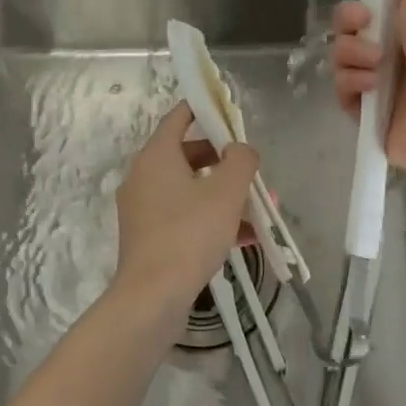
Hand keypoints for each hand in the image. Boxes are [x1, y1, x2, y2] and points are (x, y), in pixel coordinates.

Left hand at [111, 101, 259, 320]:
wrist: (153, 297)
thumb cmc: (189, 233)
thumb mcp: (226, 192)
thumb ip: (240, 160)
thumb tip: (240, 149)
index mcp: (157, 156)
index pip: (179, 117)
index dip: (205, 109)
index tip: (229, 110)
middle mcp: (144, 176)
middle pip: (188, 155)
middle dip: (225, 162)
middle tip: (251, 170)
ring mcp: (144, 209)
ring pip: (191, 190)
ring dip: (224, 195)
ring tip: (261, 210)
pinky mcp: (149, 237)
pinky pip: (185, 217)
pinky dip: (212, 219)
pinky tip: (246, 238)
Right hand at [332, 0, 405, 176]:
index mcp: (405, 30)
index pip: (362, 14)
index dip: (354, 9)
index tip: (364, 10)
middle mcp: (389, 58)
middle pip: (344, 37)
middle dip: (349, 34)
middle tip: (370, 40)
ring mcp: (377, 89)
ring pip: (340, 64)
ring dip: (353, 60)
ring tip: (376, 70)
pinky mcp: (368, 118)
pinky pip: (341, 95)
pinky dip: (352, 88)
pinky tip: (370, 90)